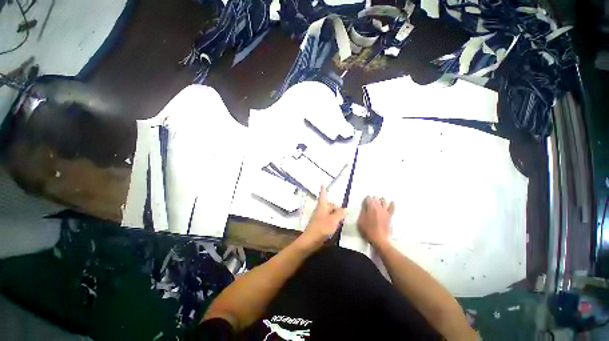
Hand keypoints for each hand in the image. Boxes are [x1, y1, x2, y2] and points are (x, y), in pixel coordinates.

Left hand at [300, 186, 345, 247]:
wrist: (310, 240)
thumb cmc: (322, 228)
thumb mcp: (334, 220)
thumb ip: (340, 214)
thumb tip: (345, 210)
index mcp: (322, 206)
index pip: (323, 194)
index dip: (323, 189)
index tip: (322, 182)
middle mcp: (320, 209)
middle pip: (330, 205)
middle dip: (337, 209)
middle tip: (342, 217)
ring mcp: (319, 216)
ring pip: (330, 212)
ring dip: (336, 216)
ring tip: (339, 222)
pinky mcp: (319, 223)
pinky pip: (328, 218)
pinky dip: (333, 220)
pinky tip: (335, 227)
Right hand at [357, 196, 394, 248]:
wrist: (379, 240)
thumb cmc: (367, 230)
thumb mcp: (360, 221)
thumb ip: (362, 211)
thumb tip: (364, 206)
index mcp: (370, 207)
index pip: (368, 198)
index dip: (365, 201)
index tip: (364, 205)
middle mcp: (378, 206)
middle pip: (375, 198)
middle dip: (372, 200)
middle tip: (369, 205)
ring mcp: (385, 211)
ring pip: (384, 200)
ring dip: (380, 201)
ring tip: (378, 204)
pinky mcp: (390, 215)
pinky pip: (392, 207)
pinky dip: (392, 204)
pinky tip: (391, 203)